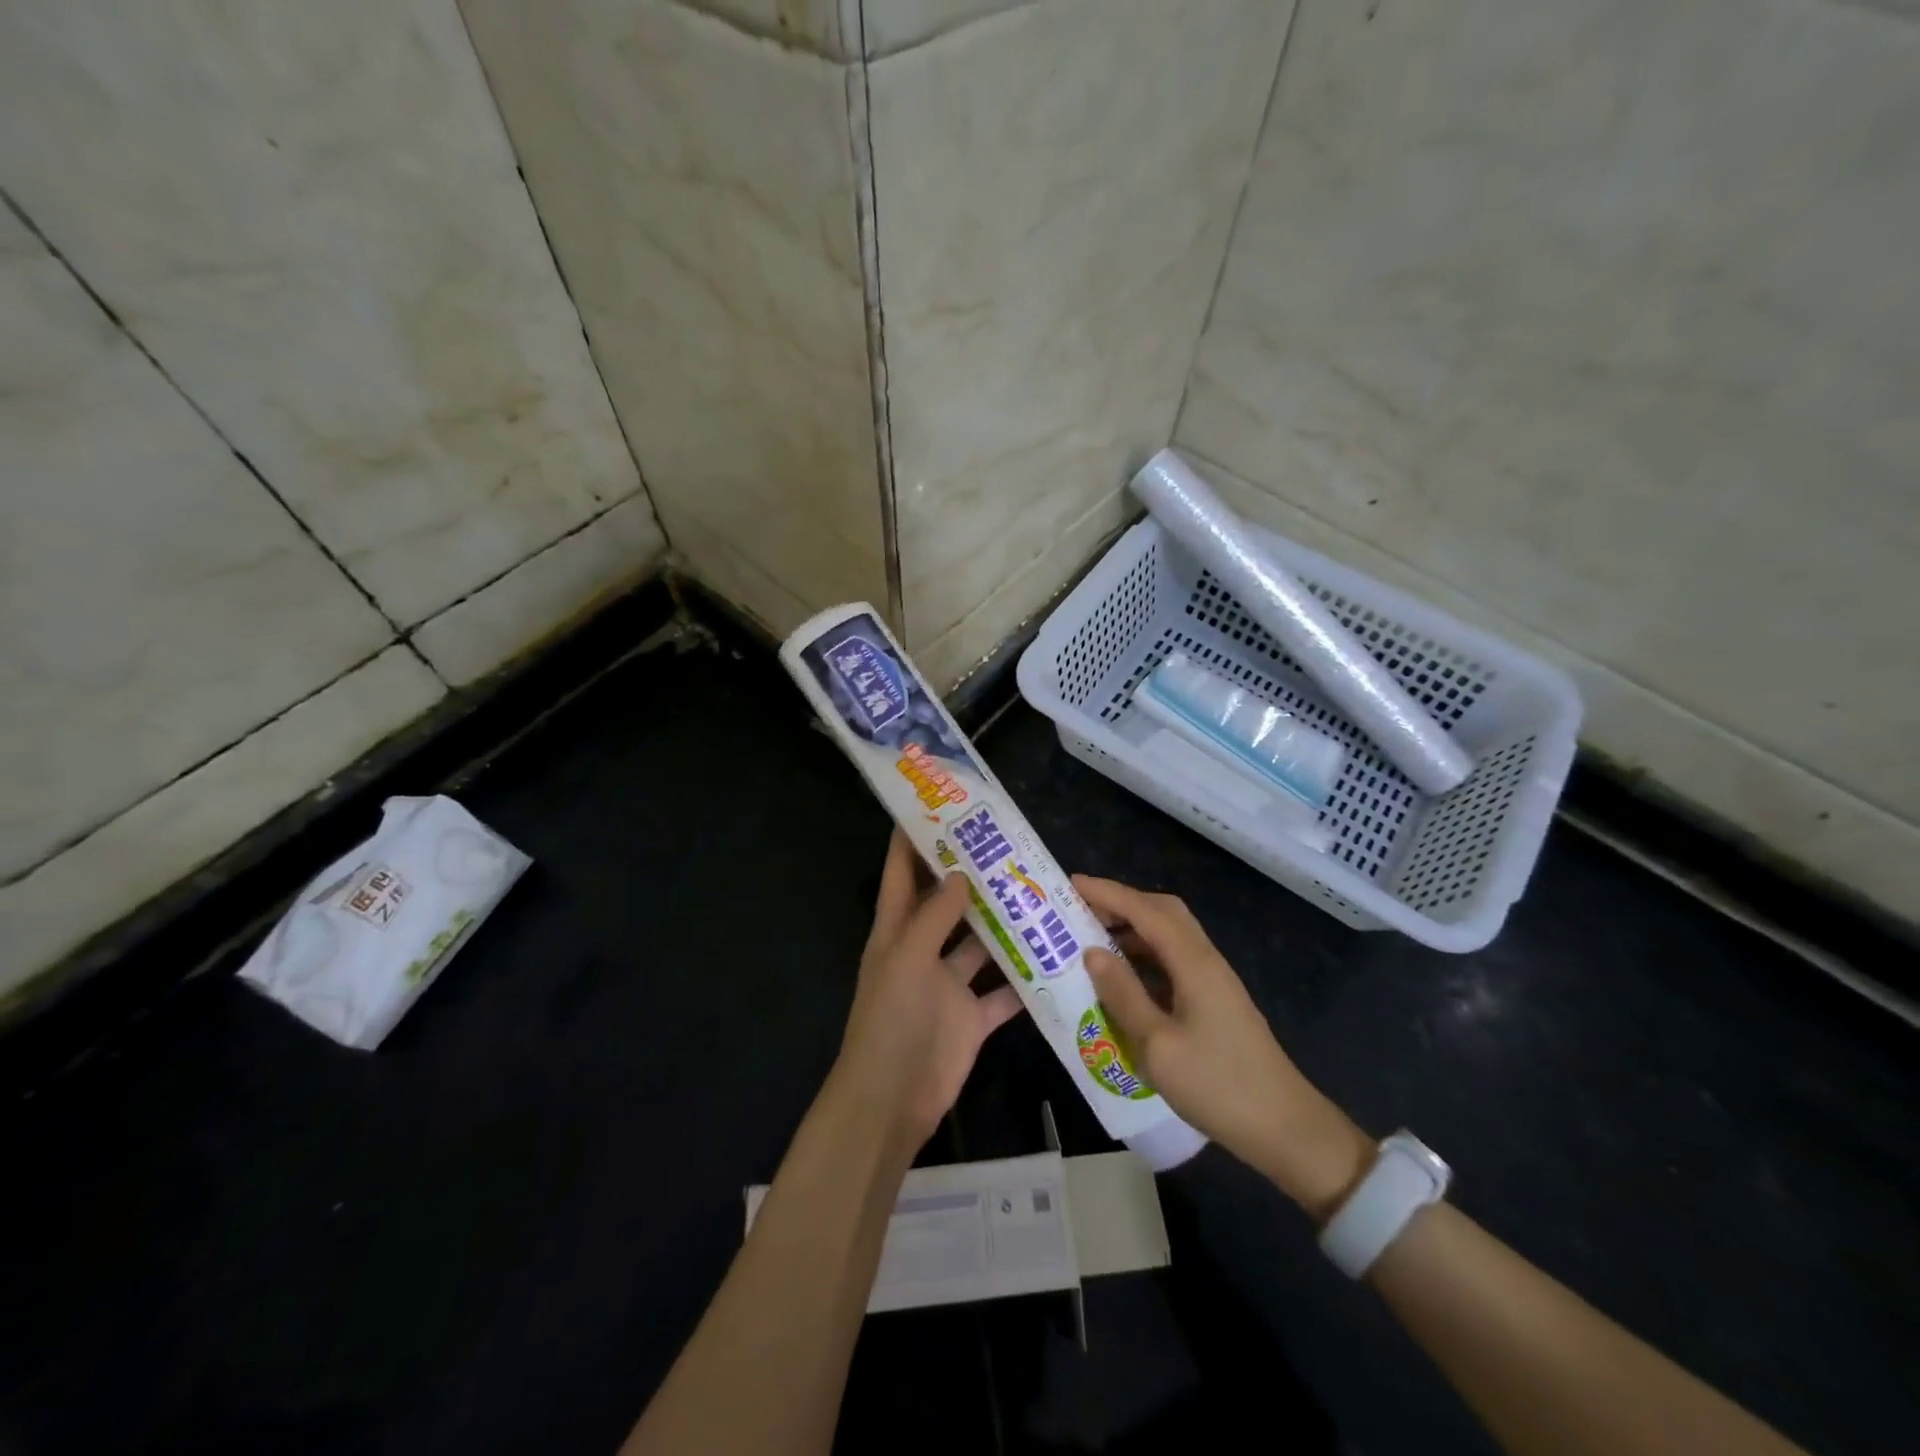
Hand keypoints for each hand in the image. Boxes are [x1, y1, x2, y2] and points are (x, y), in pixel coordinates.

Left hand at [833, 832, 1022, 1151]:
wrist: (893, 1100)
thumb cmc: (891, 1020)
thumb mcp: (906, 958)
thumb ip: (934, 916)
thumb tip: (959, 873)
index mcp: (896, 932)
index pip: (901, 874)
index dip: (911, 841)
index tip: (935, 808)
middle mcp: (923, 952)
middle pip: (947, 905)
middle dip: (971, 878)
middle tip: (1007, 847)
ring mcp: (949, 986)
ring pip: (981, 946)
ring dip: (1004, 926)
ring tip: (1039, 893)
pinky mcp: (973, 1018)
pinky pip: (1003, 993)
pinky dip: (1024, 979)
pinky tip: (1054, 957)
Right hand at [1074, 876, 1374, 1220]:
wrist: (1284, 1127)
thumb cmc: (1217, 1085)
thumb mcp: (1157, 1045)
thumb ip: (1123, 994)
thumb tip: (1092, 952)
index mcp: (1193, 962)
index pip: (1144, 911)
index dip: (1108, 893)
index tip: (1072, 884)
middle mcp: (1206, 960)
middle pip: (1163, 912)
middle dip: (1122, 902)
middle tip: (1081, 909)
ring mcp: (1214, 980)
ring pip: (1170, 934)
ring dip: (1133, 928)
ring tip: (1094, 939)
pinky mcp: (1216, 1000)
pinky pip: (1174, 959)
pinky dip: (1146, 954)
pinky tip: (1125, 977)